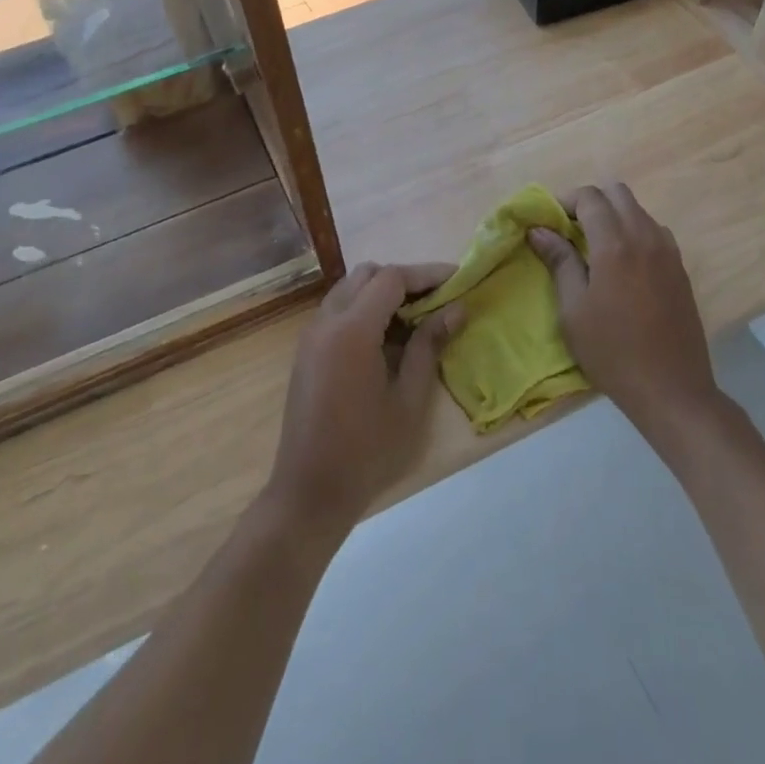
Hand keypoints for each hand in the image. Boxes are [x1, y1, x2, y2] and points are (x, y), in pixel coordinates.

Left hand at [264, 263, 465, 538]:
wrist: (310, 489)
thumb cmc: (367, 450)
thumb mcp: (409, 400)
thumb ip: (429, 346)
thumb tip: (456, 309)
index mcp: (352, 330)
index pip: (391, 278)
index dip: (426, 274)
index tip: (458, 279)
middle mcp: (326, 321)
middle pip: (367, 275)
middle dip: (404, 279)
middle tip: (437, 299)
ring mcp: (311, 335)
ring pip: (349, 289)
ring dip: (381, 292)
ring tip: (416, 318)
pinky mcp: (306, 351)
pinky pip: (337, 310)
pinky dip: (363, 309)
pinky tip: (387, 338)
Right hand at [528, 184, 717, 442]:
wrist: (671, 388)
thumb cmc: (611, 351)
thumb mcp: (573, 309)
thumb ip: (559, 262)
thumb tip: (540, 230)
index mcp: (614, 244)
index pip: (590, 197)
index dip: (565, 201)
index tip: (550, 222)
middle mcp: (645, 237)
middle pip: (618, 193)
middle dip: (591, 202)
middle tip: (571, 230)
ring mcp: (668, 251)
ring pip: (638, 210)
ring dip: (614, 216)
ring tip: (595, 248)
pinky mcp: (680, 268)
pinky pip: (654, 231)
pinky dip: (634, 232)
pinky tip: (623, 264)